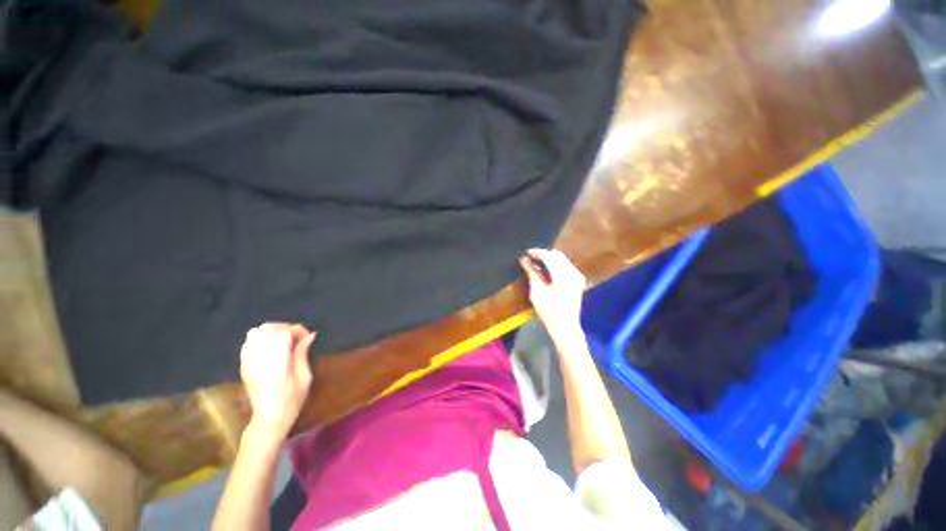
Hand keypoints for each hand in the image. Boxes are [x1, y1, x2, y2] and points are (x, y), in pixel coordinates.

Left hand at [239, 323, 314, 442]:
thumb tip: (310, 335)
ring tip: (282, 340)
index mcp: (277, 366)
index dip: (297, 330)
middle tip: (295, 337)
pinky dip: (260, 338)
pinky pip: (248, 342)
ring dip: (271, 331)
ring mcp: (248, 363)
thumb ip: (303, 354)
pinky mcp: (243, 365)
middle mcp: (260, 361)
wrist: (268, 419)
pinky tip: (269, 347)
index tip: (305, 337)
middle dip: (284, 327)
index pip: (283, 333)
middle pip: (268, 328)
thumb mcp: (305, 378)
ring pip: (255, 332)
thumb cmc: (292, 400)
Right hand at [519, 248, 585, 341]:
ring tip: (536, 263)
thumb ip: (532, 273)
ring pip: (562, 259)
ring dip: (549, 259)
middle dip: (544, 254)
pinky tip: (546, 270)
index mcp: (564, 276)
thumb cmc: (549, 311)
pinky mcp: (578, 280)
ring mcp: (578, 276)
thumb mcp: (537, 291)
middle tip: (530, 258)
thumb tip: (524, 259)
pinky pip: (565, 265)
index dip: (537, 253)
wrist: (565, 327)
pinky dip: (555, 264)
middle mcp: (574, 273)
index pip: (550, 257)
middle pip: (557, 255)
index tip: (527, 252)